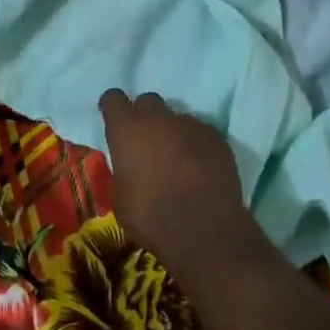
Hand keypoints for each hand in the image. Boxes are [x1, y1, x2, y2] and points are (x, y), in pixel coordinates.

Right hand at [100, 90, 259, 278]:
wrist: (204, 231)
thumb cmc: (151, 217)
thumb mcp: (120, 200)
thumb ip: (123, 172)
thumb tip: (129, 169)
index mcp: (126, 130)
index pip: (113, 98)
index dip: (112, 107)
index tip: (113, 120)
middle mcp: (157, 118)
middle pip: (148, 101)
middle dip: (145, 116)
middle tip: (147, 141)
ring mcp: (190, 125)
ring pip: (177, 118)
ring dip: (173, 132)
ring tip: (177, 159)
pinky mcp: (216, 138)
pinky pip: (201, 133)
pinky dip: (197, 145)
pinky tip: (200, 167)